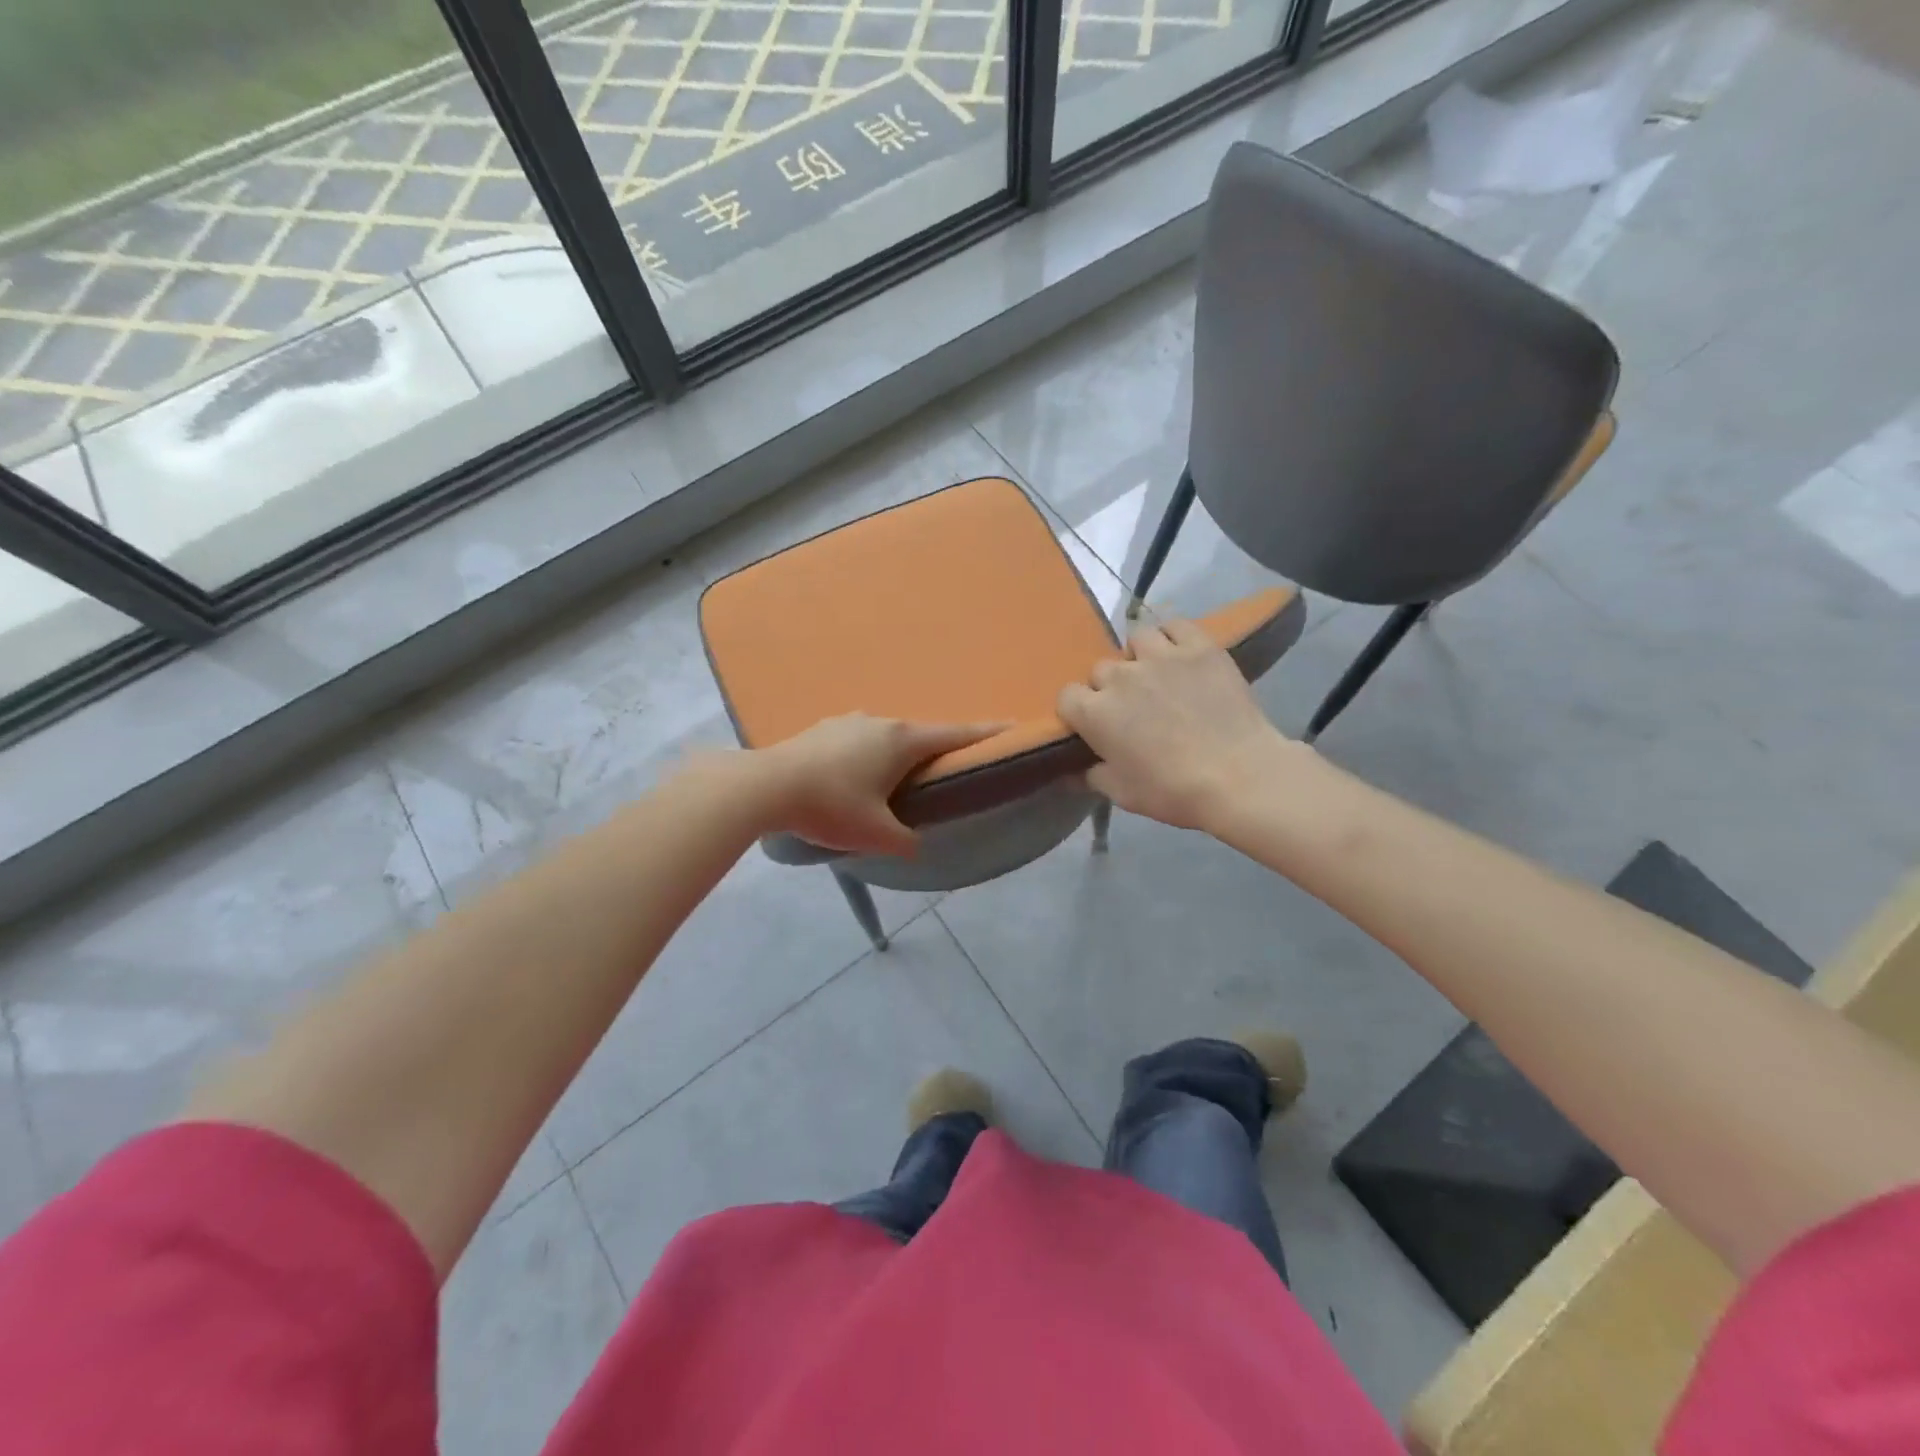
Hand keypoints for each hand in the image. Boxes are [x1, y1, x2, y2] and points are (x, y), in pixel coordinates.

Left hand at [754, 714, 1003, 854]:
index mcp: (902, 741)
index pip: (955, 734)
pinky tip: (853, 775)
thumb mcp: (876, 835)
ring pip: (886, 736)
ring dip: (898, 753)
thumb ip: (907, 842)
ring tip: (896, 779)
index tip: (1013, 726)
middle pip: (921, 734)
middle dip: (937, 750)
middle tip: (948, 770)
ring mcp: (847, 721)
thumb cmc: (830, 807)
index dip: (986, 734)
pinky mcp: (820, 729)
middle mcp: (879, 721)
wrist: (764, 786)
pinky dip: (868, 755)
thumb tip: (916, 844)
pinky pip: (858, 740)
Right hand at [1058, 620, 1288, 830]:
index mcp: (1095, 713)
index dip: (1079, 711)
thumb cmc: (1173, 790)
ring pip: (1136, 640)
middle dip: (1110, 687)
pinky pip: (1175, 626)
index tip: (1094, 726)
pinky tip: (1180, 654)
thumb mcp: (1122, 794)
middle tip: (1132, 709)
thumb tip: (1069, 774)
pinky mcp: (1199, 647)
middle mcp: (1120, 677)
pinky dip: (1172, 637)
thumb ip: (1090, 777)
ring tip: (1155, 675)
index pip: (1067, 696)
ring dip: (1139, 657)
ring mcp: (1161, 656)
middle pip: (1101, 670)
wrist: (1239, 776)